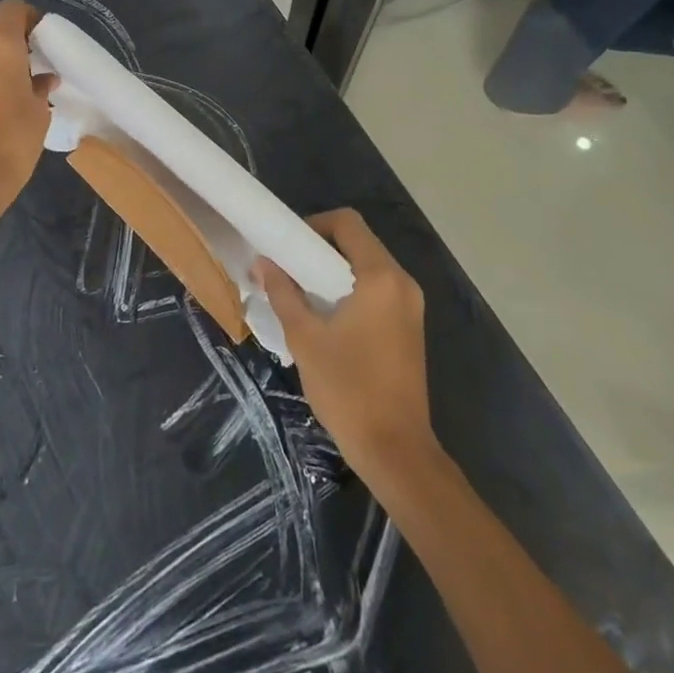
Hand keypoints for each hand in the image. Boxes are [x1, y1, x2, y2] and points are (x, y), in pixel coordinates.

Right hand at [258, 208, 435, 481]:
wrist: (395, 450)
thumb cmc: (348, 389)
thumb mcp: (305, 338)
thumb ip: (283, 292)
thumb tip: (262, 262)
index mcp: (381, 277)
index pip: (348, 223)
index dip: (314, 224)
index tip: (288, 246)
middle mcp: (402, 283)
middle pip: (360, 242)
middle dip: (321, 248)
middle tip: (289, 267)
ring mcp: (411, 306)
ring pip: (369, 266)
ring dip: (336, 270)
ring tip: (303, 291)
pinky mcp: (410, 326)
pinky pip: (379, 289)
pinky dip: (352, 289)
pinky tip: (328, 314)